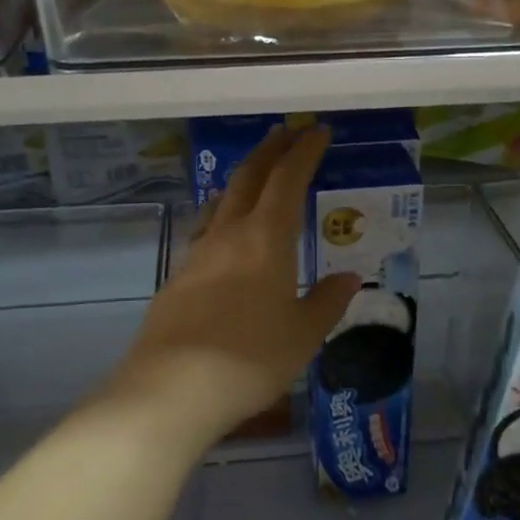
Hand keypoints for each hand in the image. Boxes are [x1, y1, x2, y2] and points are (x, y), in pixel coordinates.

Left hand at [112, 125, 358, 447]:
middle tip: (286, 133)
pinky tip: (224, 232)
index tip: (319, 131)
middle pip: (249, 177)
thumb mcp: (303, 335)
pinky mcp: (177, 277)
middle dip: (270, 150)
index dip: (305, 152)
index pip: (288, 179)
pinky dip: (222, 214)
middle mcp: (229, 233)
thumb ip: (327, 302)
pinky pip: (205, 230)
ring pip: (221, 200)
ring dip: (242, 179)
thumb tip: (348, 277)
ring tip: (255, 175)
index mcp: (266, 238)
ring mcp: (198, 253)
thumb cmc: (250, 358)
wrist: (171, 388)